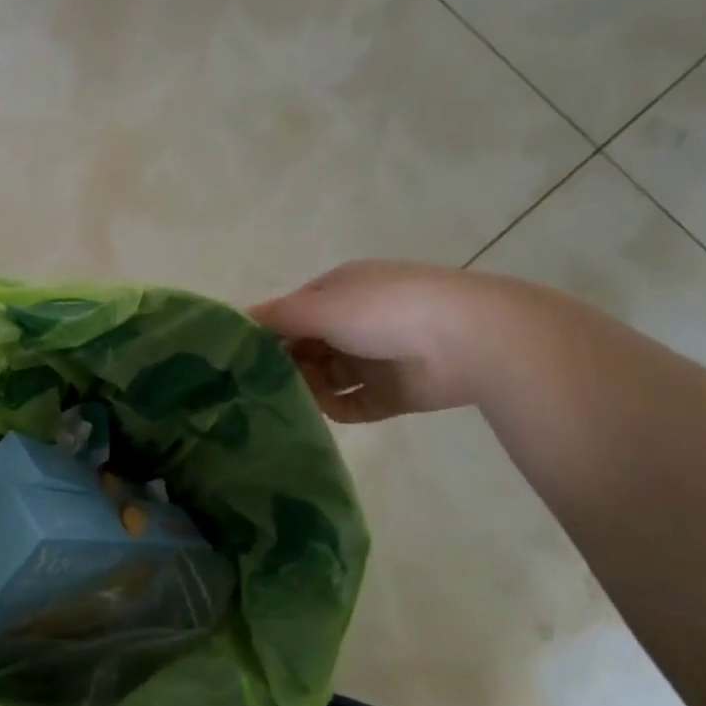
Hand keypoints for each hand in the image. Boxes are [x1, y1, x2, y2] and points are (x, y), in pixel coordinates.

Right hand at [250, 261, 511, 422]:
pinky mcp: (391, 393)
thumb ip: (277, 317)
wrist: (468, 338)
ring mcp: (374, 358)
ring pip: (326, 379)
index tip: (242, 358)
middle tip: (259, 387)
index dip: (268, 334)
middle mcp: (354, 323)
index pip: (292, 313)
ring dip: (307, 389)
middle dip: (285, 366)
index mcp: (339, 292)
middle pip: (306, 348)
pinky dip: (336, 409)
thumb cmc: (384, 310)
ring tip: (289, 402)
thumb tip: (237, 319)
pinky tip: (323, 412)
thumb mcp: (321, 306)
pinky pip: (353, 404)